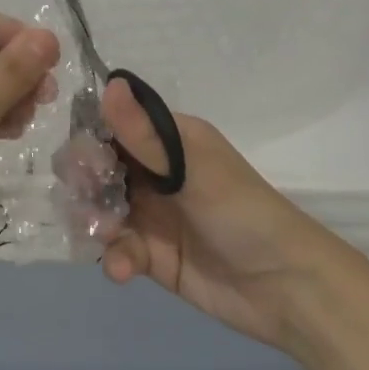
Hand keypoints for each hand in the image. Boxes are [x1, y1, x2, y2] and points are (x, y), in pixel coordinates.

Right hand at [97, 78, 356, 359]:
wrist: (284, 286)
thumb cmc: (242, 213)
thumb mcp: (194, 169)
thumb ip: (145, 134)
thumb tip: (110, 83)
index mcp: (167, 141)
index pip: (113, 128)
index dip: (90, 141)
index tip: (85, 162)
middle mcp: (154, 173)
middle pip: (98, 170)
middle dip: (85, 185)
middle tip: (87, 203)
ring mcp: (150, 215)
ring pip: (99, 209)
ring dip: (93, 222)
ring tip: (104, 237)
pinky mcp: (149, 255)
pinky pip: (116, 249)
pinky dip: (114, 257)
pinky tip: (122, 269)